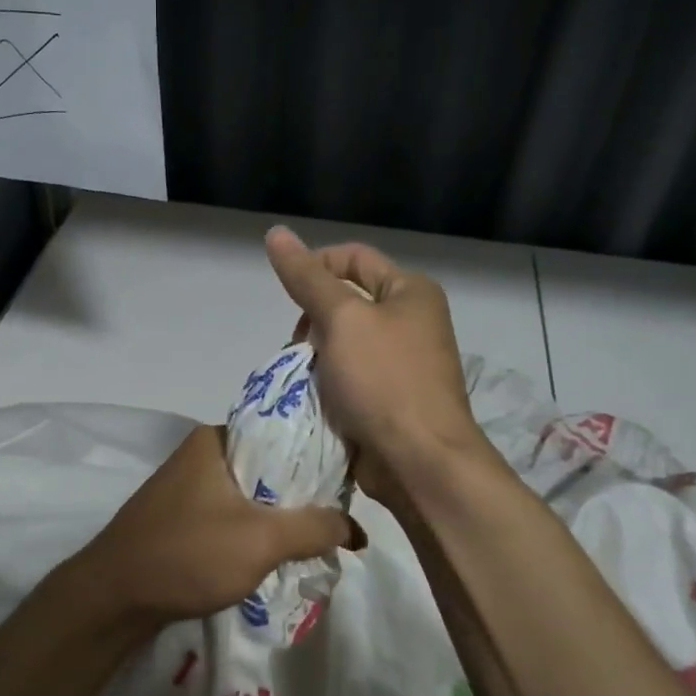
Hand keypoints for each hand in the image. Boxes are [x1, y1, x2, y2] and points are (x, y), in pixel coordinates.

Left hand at [70, 424, 361, 625]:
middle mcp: (200, 453)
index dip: (318, 456)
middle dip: (302, 494)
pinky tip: (276, 552)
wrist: (113, 597)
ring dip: (279, 516)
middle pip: (268, 466)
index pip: (282, 433)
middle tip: (338, 518)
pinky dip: (254, 531)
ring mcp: (187, 486)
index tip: (349, 483)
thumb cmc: (188, 554)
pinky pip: (231, 515)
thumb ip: (314, 527)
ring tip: (316, 538)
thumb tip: (356, 529)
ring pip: (250, 494)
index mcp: (215, 438)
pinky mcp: (181, 516)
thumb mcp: (262, 540)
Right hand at [265, 226, 485, 503]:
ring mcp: (401, 362)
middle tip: (299, 348)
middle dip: (312, 322)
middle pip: (344, 302)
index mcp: (410, 291)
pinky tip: (314, 400)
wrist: (419, 462)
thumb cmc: (384, 381)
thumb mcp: (342, 319)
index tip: (289, 300)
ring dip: (314, 358)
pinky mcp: (390, 398)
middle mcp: (410, 321)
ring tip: (305, 379)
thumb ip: (306, 278)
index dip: (314, 268)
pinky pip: (347, 377)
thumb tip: (275, 232)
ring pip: (340, 344)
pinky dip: (326, 384)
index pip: (351, 258)